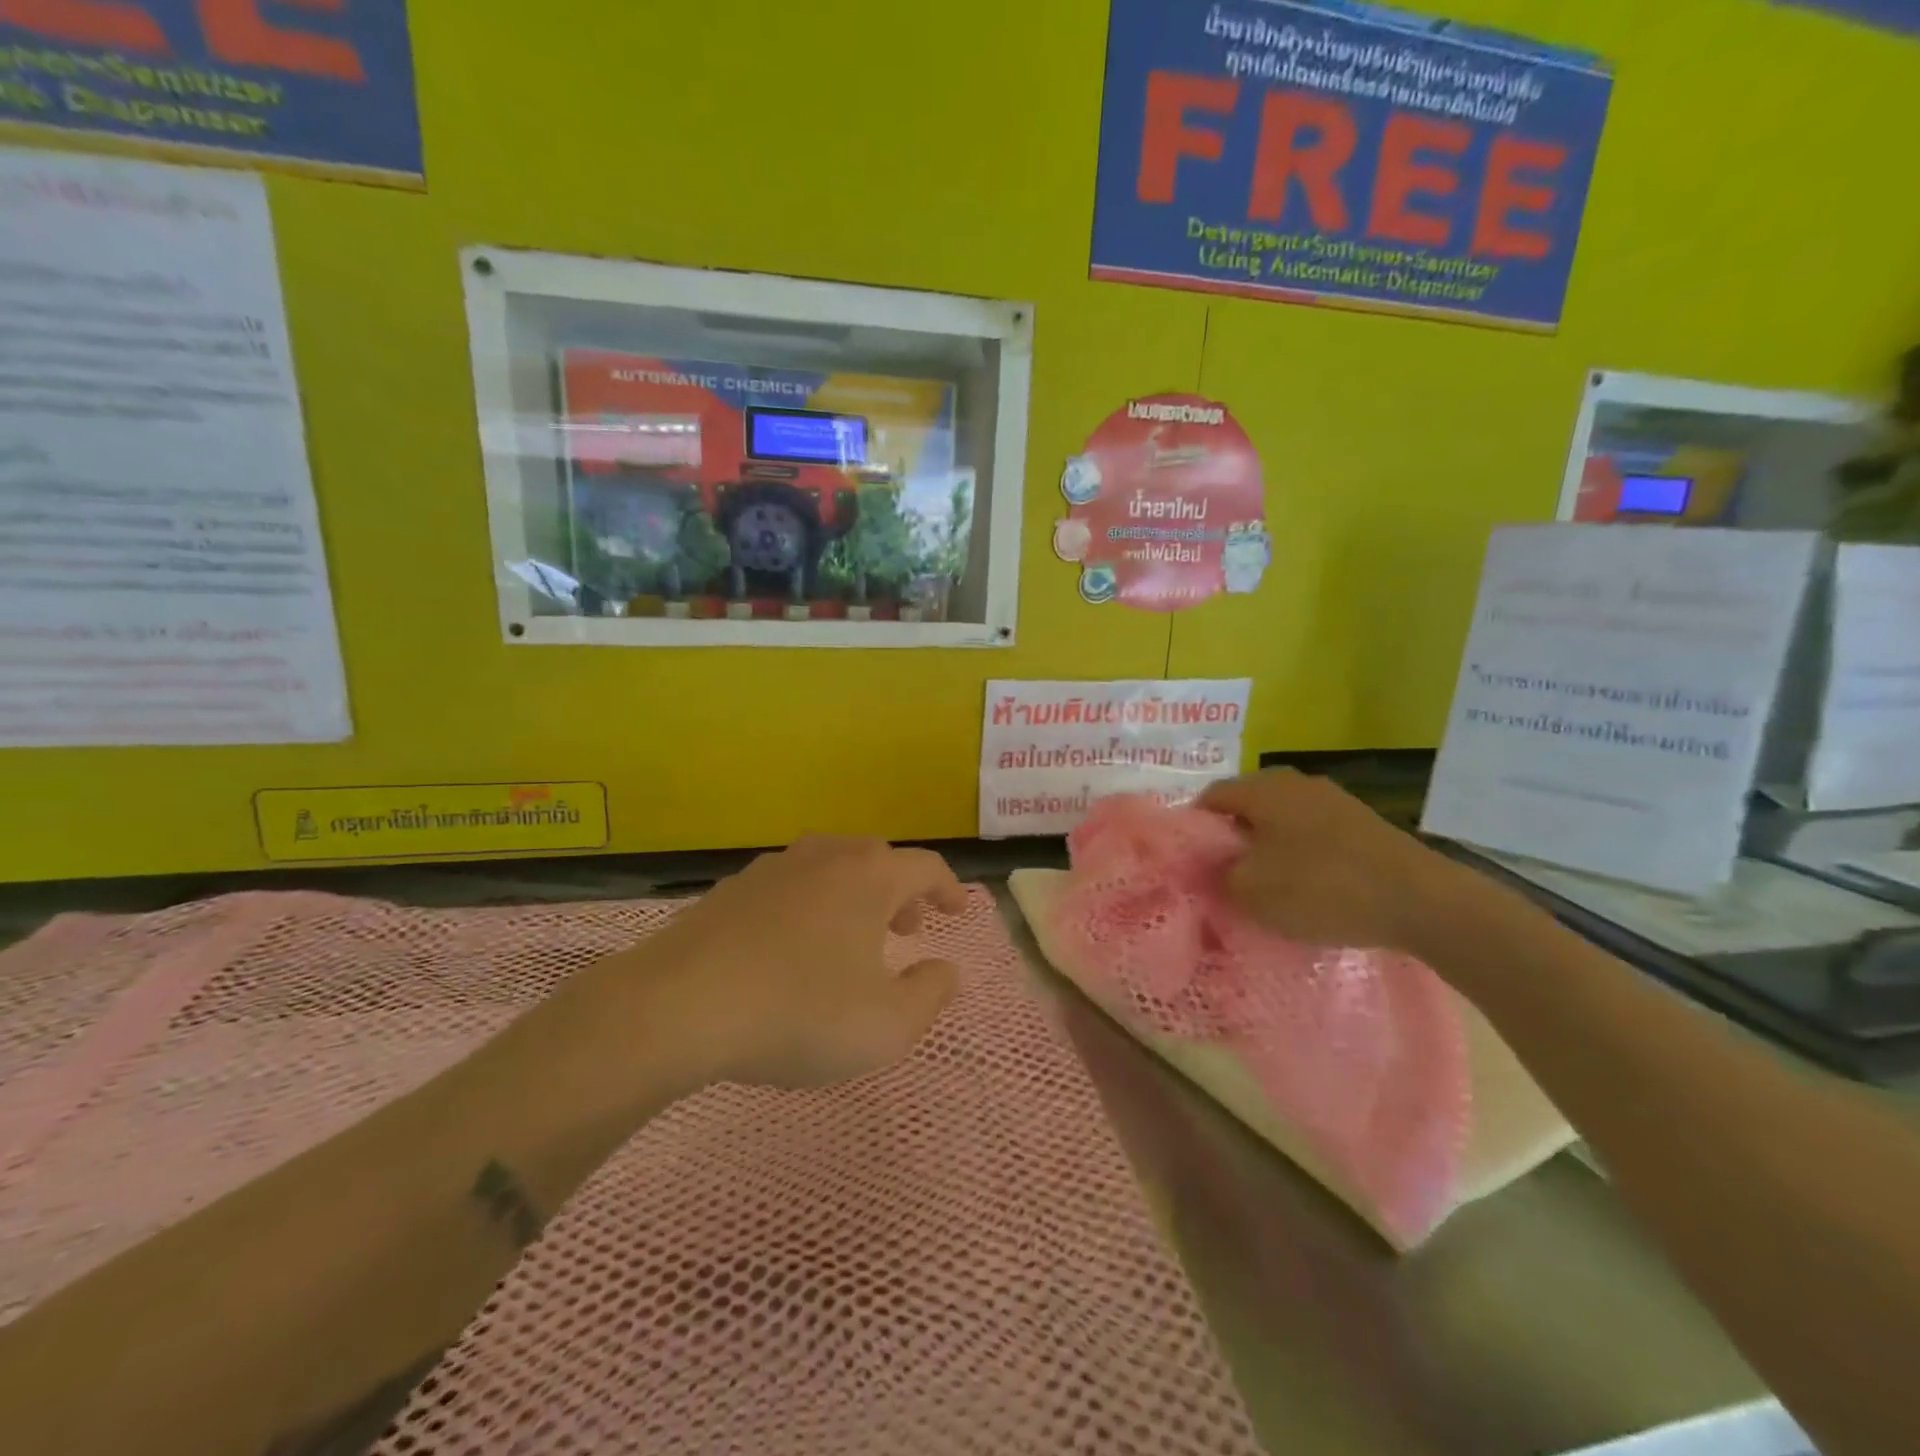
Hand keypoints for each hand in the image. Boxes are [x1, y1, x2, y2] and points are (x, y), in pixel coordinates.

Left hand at [606, 835, 969, 1090]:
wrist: (677, 1007)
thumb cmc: (798, 1013)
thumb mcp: (887, 1025)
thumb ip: (930, 994)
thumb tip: (945, 969)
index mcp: (868, 877)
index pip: (924, 866)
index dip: (948, 887)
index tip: (957, 911)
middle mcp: (823, 858)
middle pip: (876, 857)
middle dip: (900, 890)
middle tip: (906, 927)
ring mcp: (771, 870)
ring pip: (829, 866)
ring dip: (853, 894)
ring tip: (852, 938)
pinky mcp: (730, 891)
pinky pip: (788, 886)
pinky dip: (809, 905)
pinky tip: (793, 946)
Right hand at [1199, 769, 1462, 953]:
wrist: (1420, 900)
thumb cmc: (1321, 888)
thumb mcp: (1250, 891)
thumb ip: (1217, 875)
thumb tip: (1210, 868)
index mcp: (1262, 788)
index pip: (1210, 797)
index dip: (1194, 829)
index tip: (1193, 864)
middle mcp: (1295, 782)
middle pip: (1247, 806)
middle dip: (1232, 839)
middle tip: (1226, 876)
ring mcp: (1333, 799)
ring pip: (1281, 820)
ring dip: (1268, 847)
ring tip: (1266, 885)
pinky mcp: (1362, 823)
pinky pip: (1313, 833)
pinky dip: (1301, 854)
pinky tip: (1308, 886)